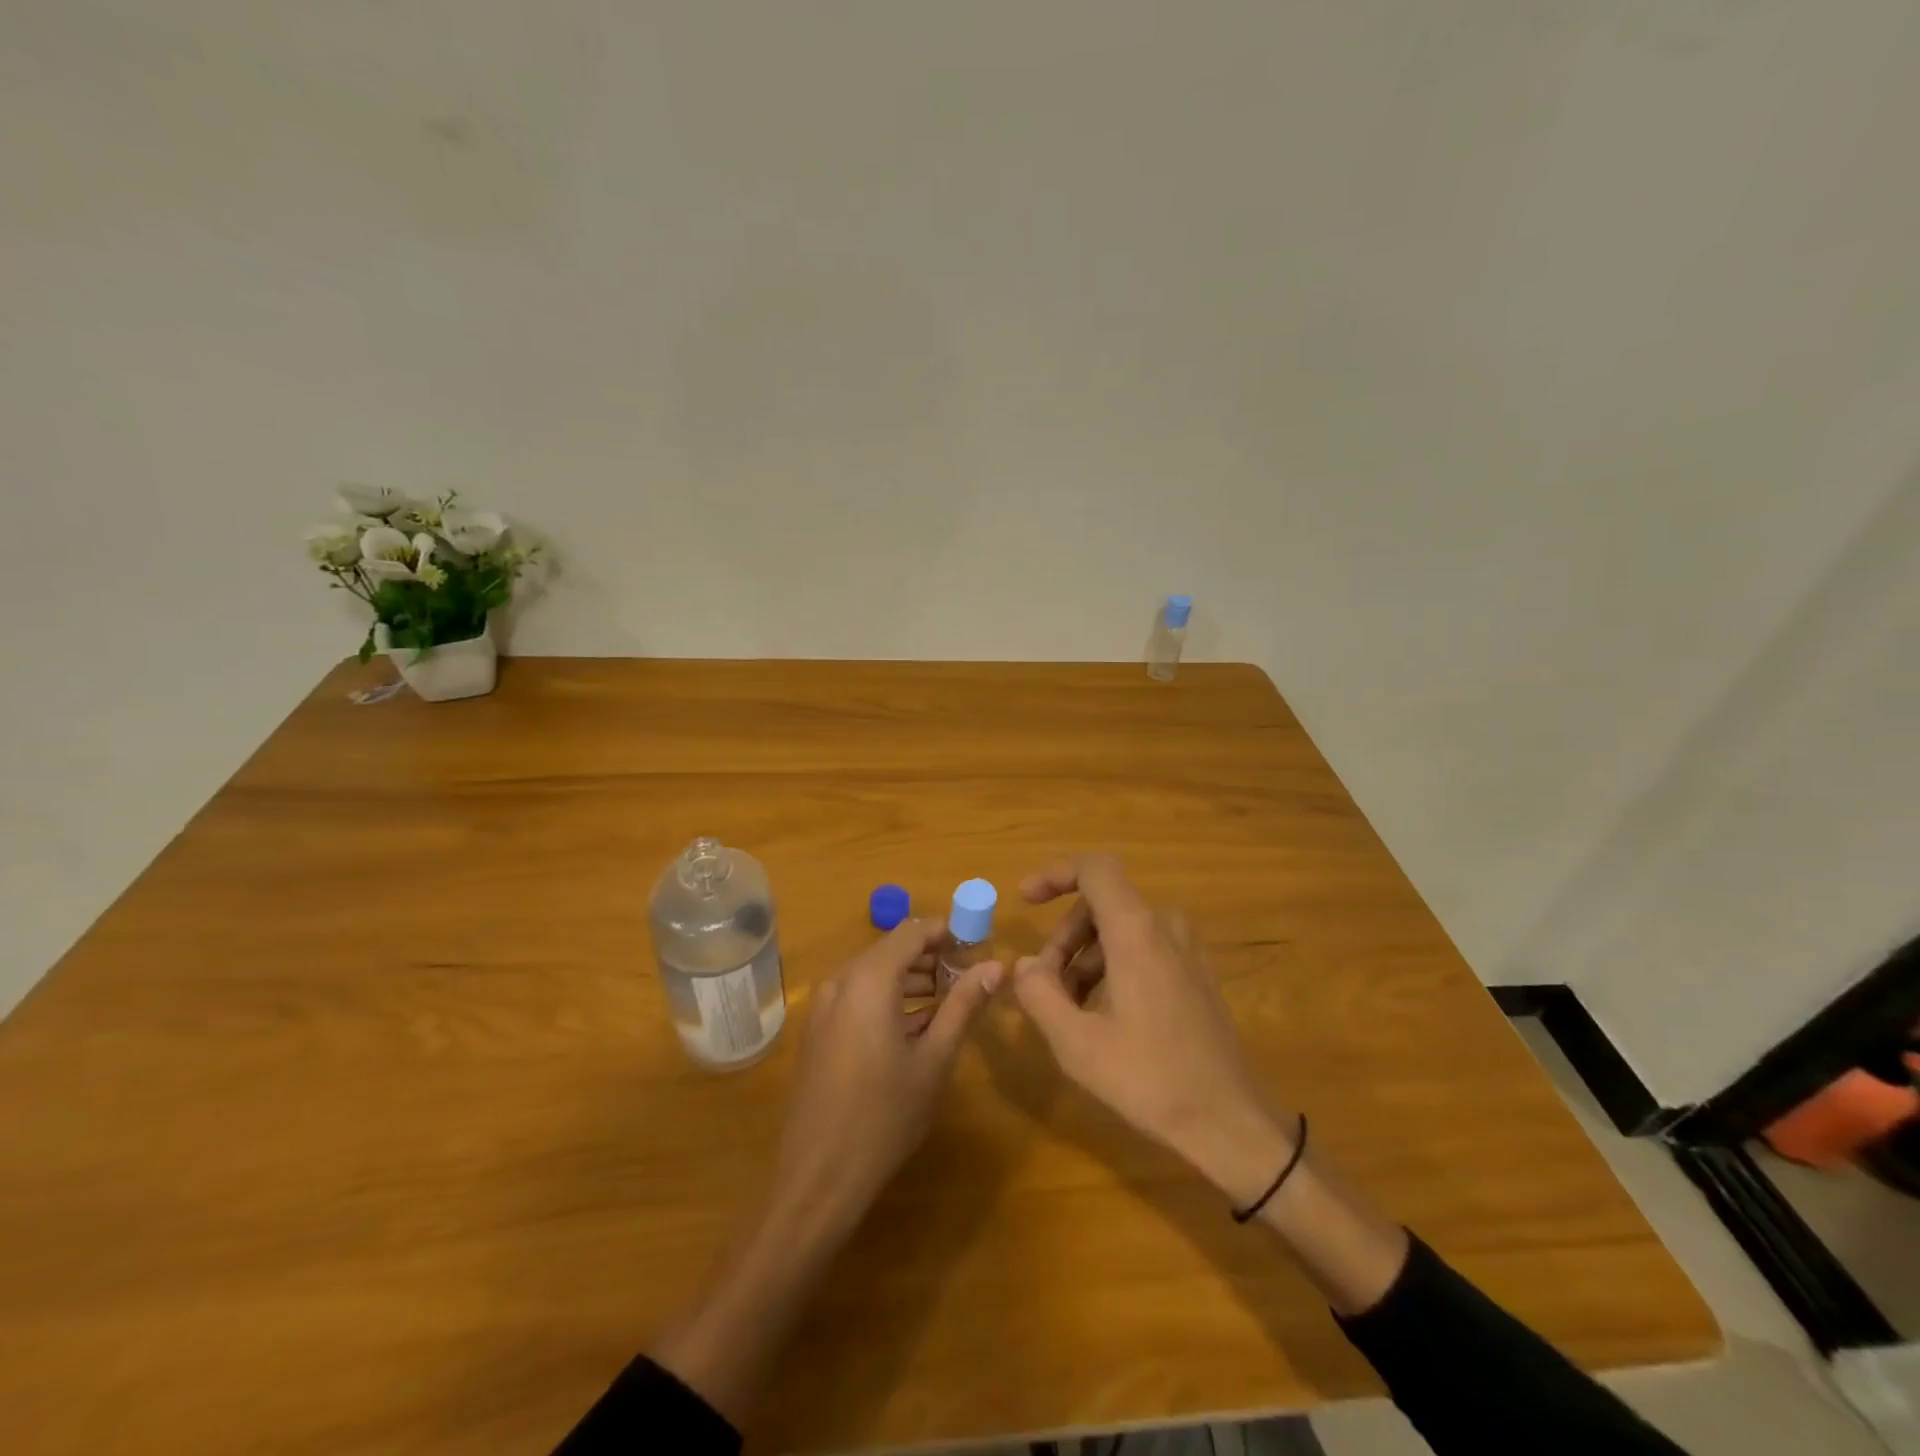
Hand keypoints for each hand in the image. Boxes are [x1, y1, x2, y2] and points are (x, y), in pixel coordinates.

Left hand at [767, 918, 1003, 1239]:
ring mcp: (824, 1005)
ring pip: (875, 972)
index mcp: (869, 979)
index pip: (912, 932)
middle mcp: (841, 981)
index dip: (947, 932)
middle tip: (970, 978)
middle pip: (892, 949)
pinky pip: (858, 995)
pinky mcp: (818, 1029)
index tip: (979, 947)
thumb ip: (964, 1005)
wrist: (817, 1175)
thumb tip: (998, 966)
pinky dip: (888, 998)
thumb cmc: (885, 1115)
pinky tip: (916, 1026)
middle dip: (932, 957)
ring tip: (950, 1002)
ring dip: (912, 979)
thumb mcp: (935, 1058)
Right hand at [1011, 854, 1294, 1206]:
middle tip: (1044, 984)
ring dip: (1085, 957)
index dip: (1055, 874)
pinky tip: (1102, 1015)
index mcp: (1136, 931)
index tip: (1025, 901)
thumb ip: (1039, 994)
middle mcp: (1165, 927)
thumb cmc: (1149, 1079)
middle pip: (1101, 904)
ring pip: (1121, 929)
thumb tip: (1025, 964)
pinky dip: (1113, 967)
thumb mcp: (1076, 1042)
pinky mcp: (1197, 974)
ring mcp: (1186, 949)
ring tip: (1068, 1008)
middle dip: (1064, 937)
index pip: (1094, 868)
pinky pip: (1144, 948)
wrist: (1230, 1122)